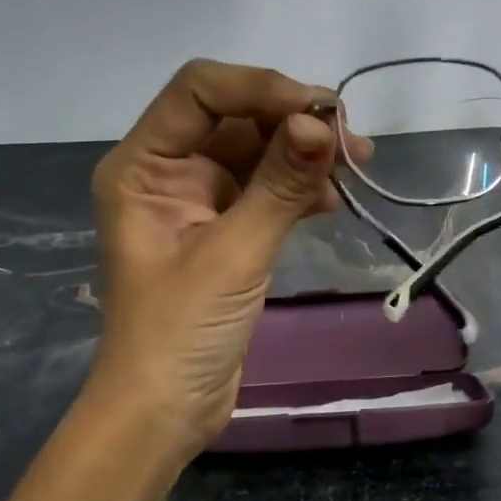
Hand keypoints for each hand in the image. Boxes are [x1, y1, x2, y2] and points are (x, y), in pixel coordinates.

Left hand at [85, 59, 370, 466]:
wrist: (165, 412)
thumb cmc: (180, 333)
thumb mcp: (233, 254)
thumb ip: (279, 185)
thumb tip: (322, 124)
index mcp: (143, 165)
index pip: (200, 91)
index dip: (260, 88)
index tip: (319, 112)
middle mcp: (166, 171)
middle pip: (234, 116)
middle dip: (292, 120)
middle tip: (351, 139)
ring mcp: (197, 201)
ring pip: (256, 151)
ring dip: (303, 153)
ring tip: (356, 165)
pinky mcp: (225, 229)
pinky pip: (266, 188)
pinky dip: (298, 188)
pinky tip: (332, 201)